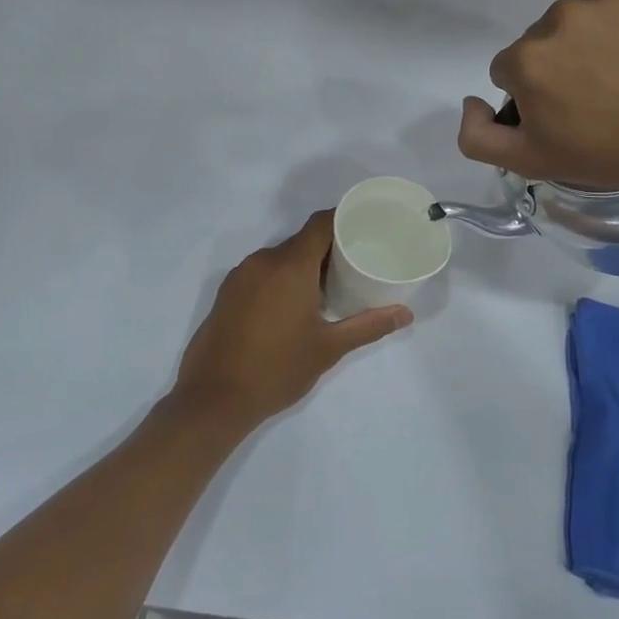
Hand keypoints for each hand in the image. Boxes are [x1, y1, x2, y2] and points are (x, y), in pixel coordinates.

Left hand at [170, 210, 411, 434]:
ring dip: (303, 266)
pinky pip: (261, 272)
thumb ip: (368, 326)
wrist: (213, 398)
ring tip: (328, 289)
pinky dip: (281, 279)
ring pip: (280, 257)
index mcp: (290, 266)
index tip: (367, 229)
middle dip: (328, 249)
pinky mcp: (227, 293)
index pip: (321, 224)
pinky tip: (293, 306)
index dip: (344, 220)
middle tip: (355, 267)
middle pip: (301, 241)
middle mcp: (263, 261)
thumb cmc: (277, 369)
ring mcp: (240, 276)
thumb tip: (405, 314)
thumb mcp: (329, 348)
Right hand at [457, 0, 618, 195]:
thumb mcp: (528, 163)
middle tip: (597, 98)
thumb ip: (476, 136)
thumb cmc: (606, 154)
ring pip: (583, 18)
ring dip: (594, 40)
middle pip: (545, 40)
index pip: (510, 69)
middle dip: (561, 64)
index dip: (533, 96)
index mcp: (527, 57)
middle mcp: (560, 17)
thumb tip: (472, 100)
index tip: (564, 115)